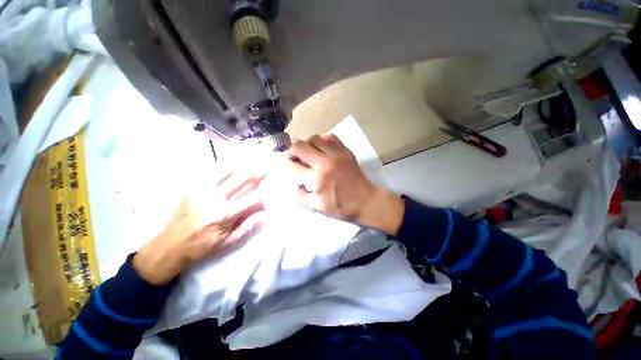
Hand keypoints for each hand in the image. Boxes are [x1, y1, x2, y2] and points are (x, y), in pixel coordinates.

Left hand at [133, 169, 265, 284]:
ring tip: (249, 165)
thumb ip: (247, 227)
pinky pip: (211, 174)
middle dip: (255, 175)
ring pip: (226, 173)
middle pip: (240, 181)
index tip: (267, 196)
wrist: (170, 246)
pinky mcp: (193, 189)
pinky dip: (223, 170)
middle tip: (264, 170)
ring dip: (240, 168)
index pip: (252, 199)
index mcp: (226, 214)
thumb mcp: (227, 242)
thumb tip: (264, 215)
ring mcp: (203, 191)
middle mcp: (216, 199)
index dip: (262, 196)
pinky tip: (230, 168)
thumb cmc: (202, 246)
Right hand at [280, 134, 403, 234]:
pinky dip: (321, 140)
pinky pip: (329, 137)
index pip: (290, 166)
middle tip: (293, 157)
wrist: (366, 201)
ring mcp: (336, 154)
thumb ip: (299, 196)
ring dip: (305, 144)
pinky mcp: (345, 151)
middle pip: (299, 146)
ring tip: (307, 153)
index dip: (283, 164)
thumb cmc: (341, 207)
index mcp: (316, 180)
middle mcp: (324, 163)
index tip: (284, 166)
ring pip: (313, 138)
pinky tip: (321, 148)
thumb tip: (287, 185)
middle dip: (290, 150)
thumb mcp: (317, 207)